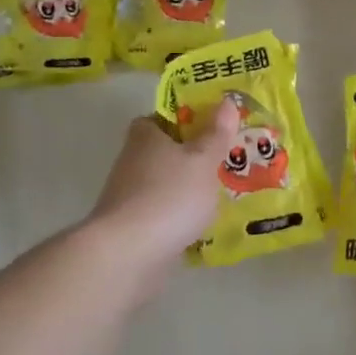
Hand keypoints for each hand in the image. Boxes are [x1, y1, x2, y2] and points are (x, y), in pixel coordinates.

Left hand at [85, 98, 239, 292]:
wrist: (129, 253)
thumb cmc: (170, 195)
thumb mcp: (203, 161)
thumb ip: (216, 134)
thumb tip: (227, 101)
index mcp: (145, 137)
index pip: (157, 119)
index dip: (181, 121)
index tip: (208, 129)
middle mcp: (131, 162)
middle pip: (162, 153)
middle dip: (189, 158)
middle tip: (224, 163)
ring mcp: (128, 198)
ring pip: (163, 185)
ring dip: (184, 190)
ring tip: (220, 196)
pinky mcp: (131, 228)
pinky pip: (161, 215)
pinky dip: (178, 218)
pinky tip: (202, 227)